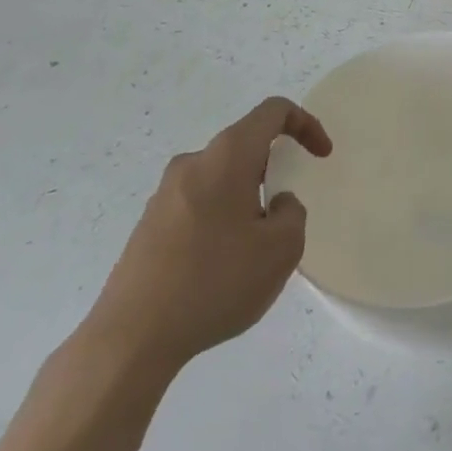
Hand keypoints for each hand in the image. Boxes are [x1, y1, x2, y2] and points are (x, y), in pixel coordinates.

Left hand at [83, 98, 331, 378]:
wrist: (130, 339)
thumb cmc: (214, 281)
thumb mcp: (281, 250)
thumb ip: (292, 213)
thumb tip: (275, 204)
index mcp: (227, 156)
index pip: (273, 111)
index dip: (306, 124)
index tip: (321, 156)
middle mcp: (193, 162)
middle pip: (245, 146)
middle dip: (273, 171)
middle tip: (284, 217)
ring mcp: (164, 194)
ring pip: (221, 179)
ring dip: (246, 200)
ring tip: (252, 253)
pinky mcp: (148, 225)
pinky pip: (198, 205)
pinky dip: (220, 221)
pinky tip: (219, 270)